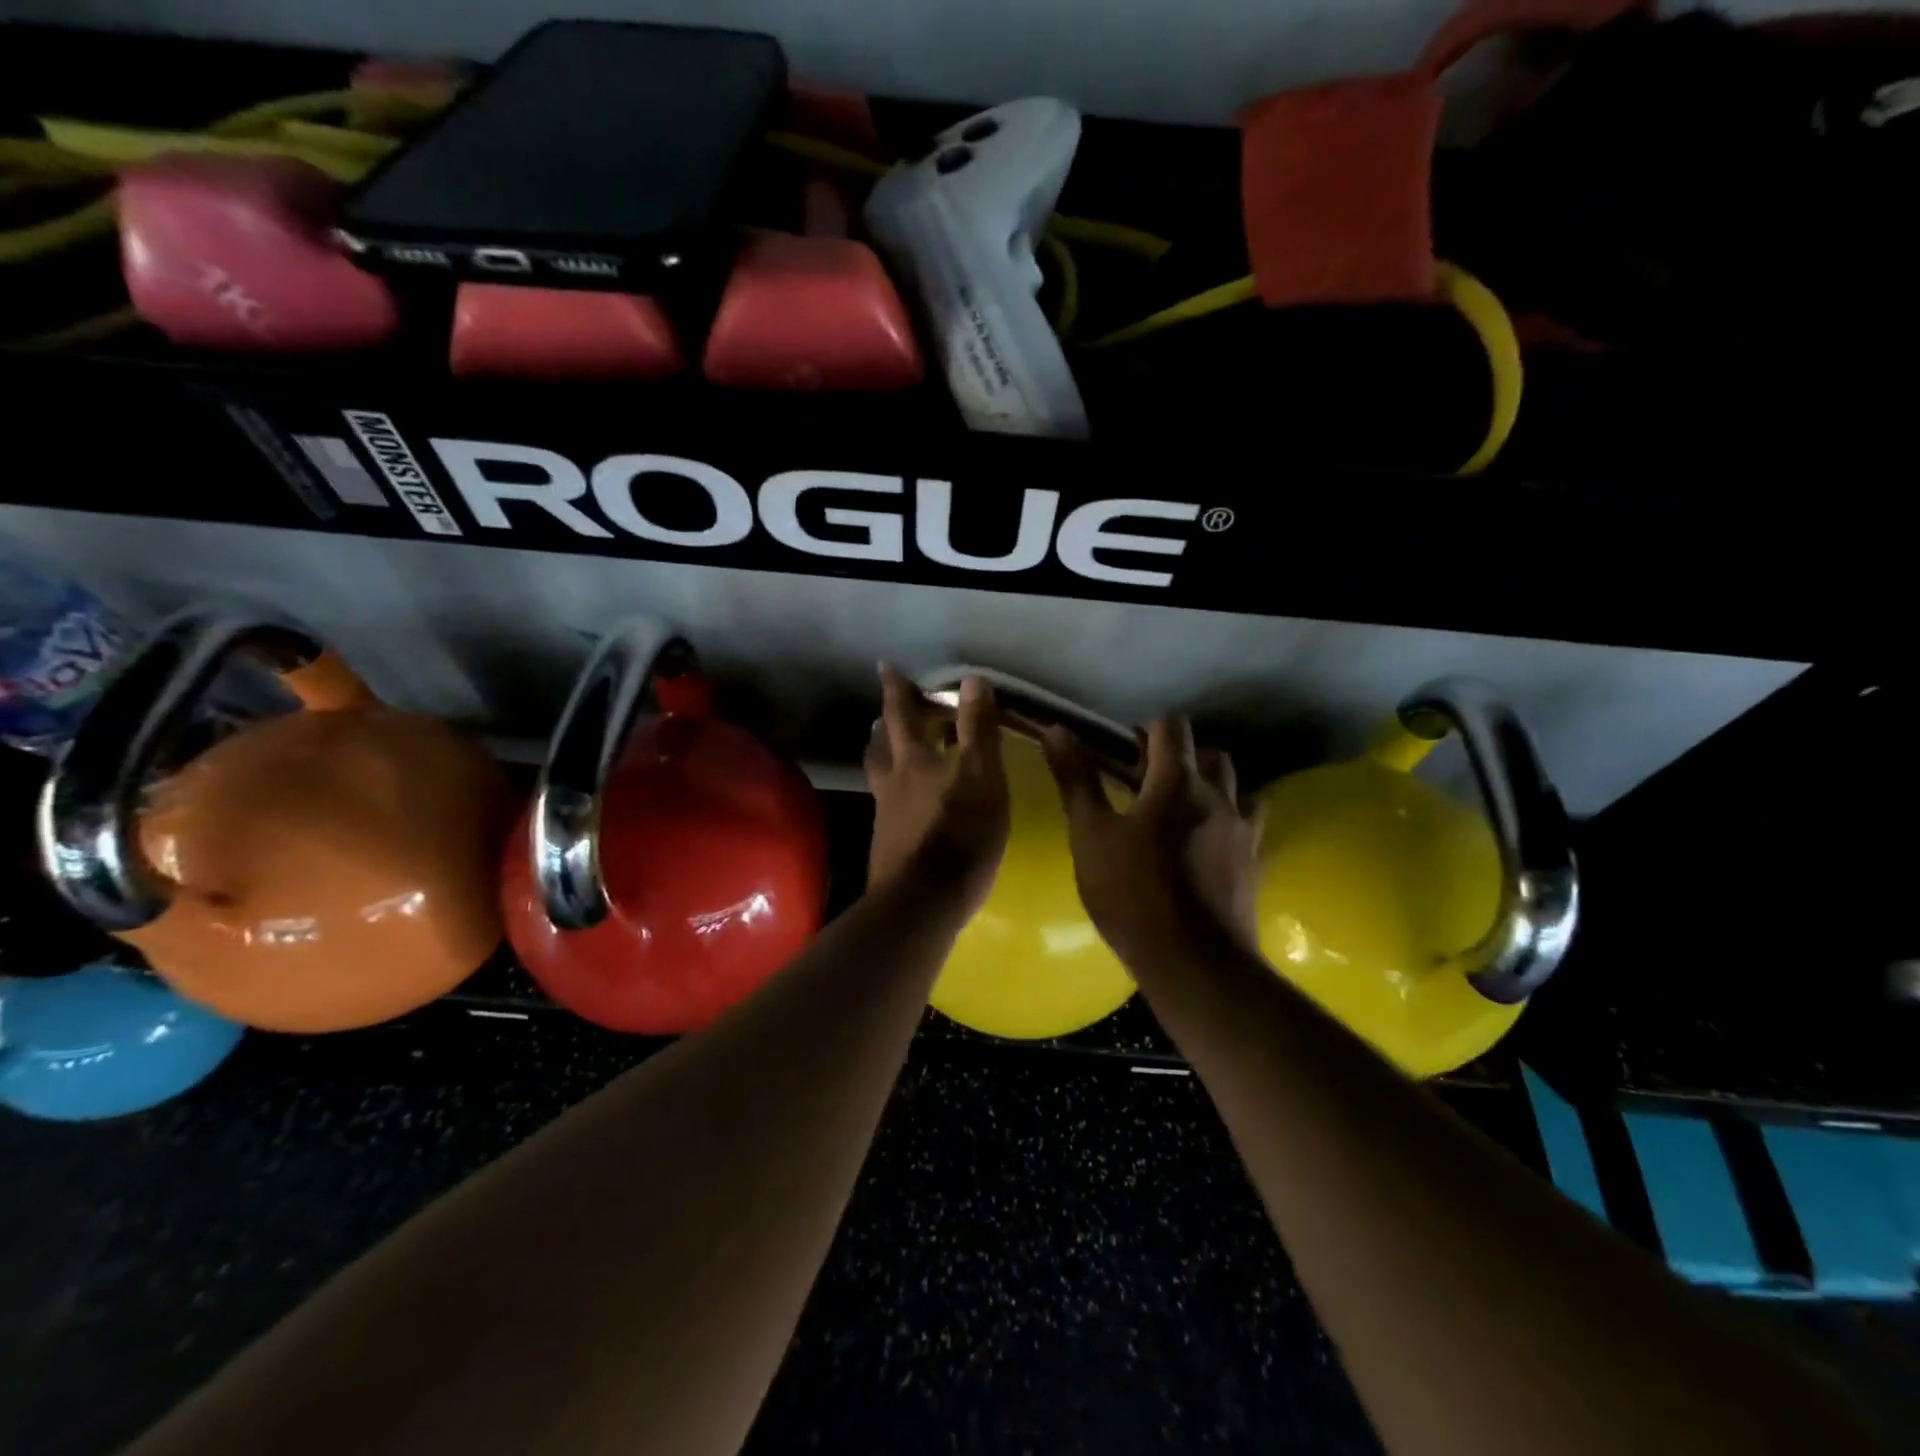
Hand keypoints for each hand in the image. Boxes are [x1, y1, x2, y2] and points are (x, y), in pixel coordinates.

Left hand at [865, 665, 1009, 916]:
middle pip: (882, 745)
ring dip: (883, 756)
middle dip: (885, 723)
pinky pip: (887, 805)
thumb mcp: (982, 776)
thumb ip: (978, 729)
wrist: (924, 901)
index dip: (895, 689)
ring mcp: (885, 815)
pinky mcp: (887, 845)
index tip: (885, 667)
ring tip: (888, 749)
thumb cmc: (961, 833)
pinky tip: (906, 804)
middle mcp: (891, 782)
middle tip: (884, 712)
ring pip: (880, 775)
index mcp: (913, 760)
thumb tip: (973, 679)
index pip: (901, 714)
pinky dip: (894, 792)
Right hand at [1042, 716, 1262, 966]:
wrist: (1194, 963)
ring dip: (1209, 784)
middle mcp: (1219, 797)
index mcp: (1177, 783)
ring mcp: (1243, 830)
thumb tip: (1056, 729)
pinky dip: (1227, 818)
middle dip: (1181, 756)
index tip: (1126, 748)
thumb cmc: (1132, 894)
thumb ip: (1076, 780)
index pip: (1172, 727)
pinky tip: (1204, 843)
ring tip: (1179, 810)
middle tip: (1148, 782)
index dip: (1148, 728)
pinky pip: (1247, 822)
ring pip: (1234, 785)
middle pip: (1209, 752)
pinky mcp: (1254, 862)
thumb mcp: (1090, 835)